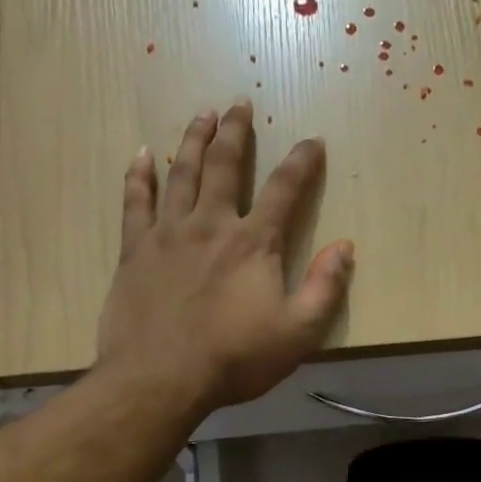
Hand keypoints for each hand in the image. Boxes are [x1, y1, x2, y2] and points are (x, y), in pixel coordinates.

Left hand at [96, 101, 354, 414]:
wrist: (161, 377)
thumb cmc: (235, 359)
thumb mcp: (298, 334)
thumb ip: (325, 289)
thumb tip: (344, 248)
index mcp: (254, 244)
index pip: (285, 191)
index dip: (301, 163)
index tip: (312, 141)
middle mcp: (211, 225)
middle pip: (226, 166)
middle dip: (236, 133)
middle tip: (239, 104)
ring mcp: (168, 234)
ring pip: (182, 174)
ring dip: (194, 141)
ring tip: (201, 115)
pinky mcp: (135, 250)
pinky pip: (136, 201)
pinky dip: (140, 175)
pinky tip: (142, 155)